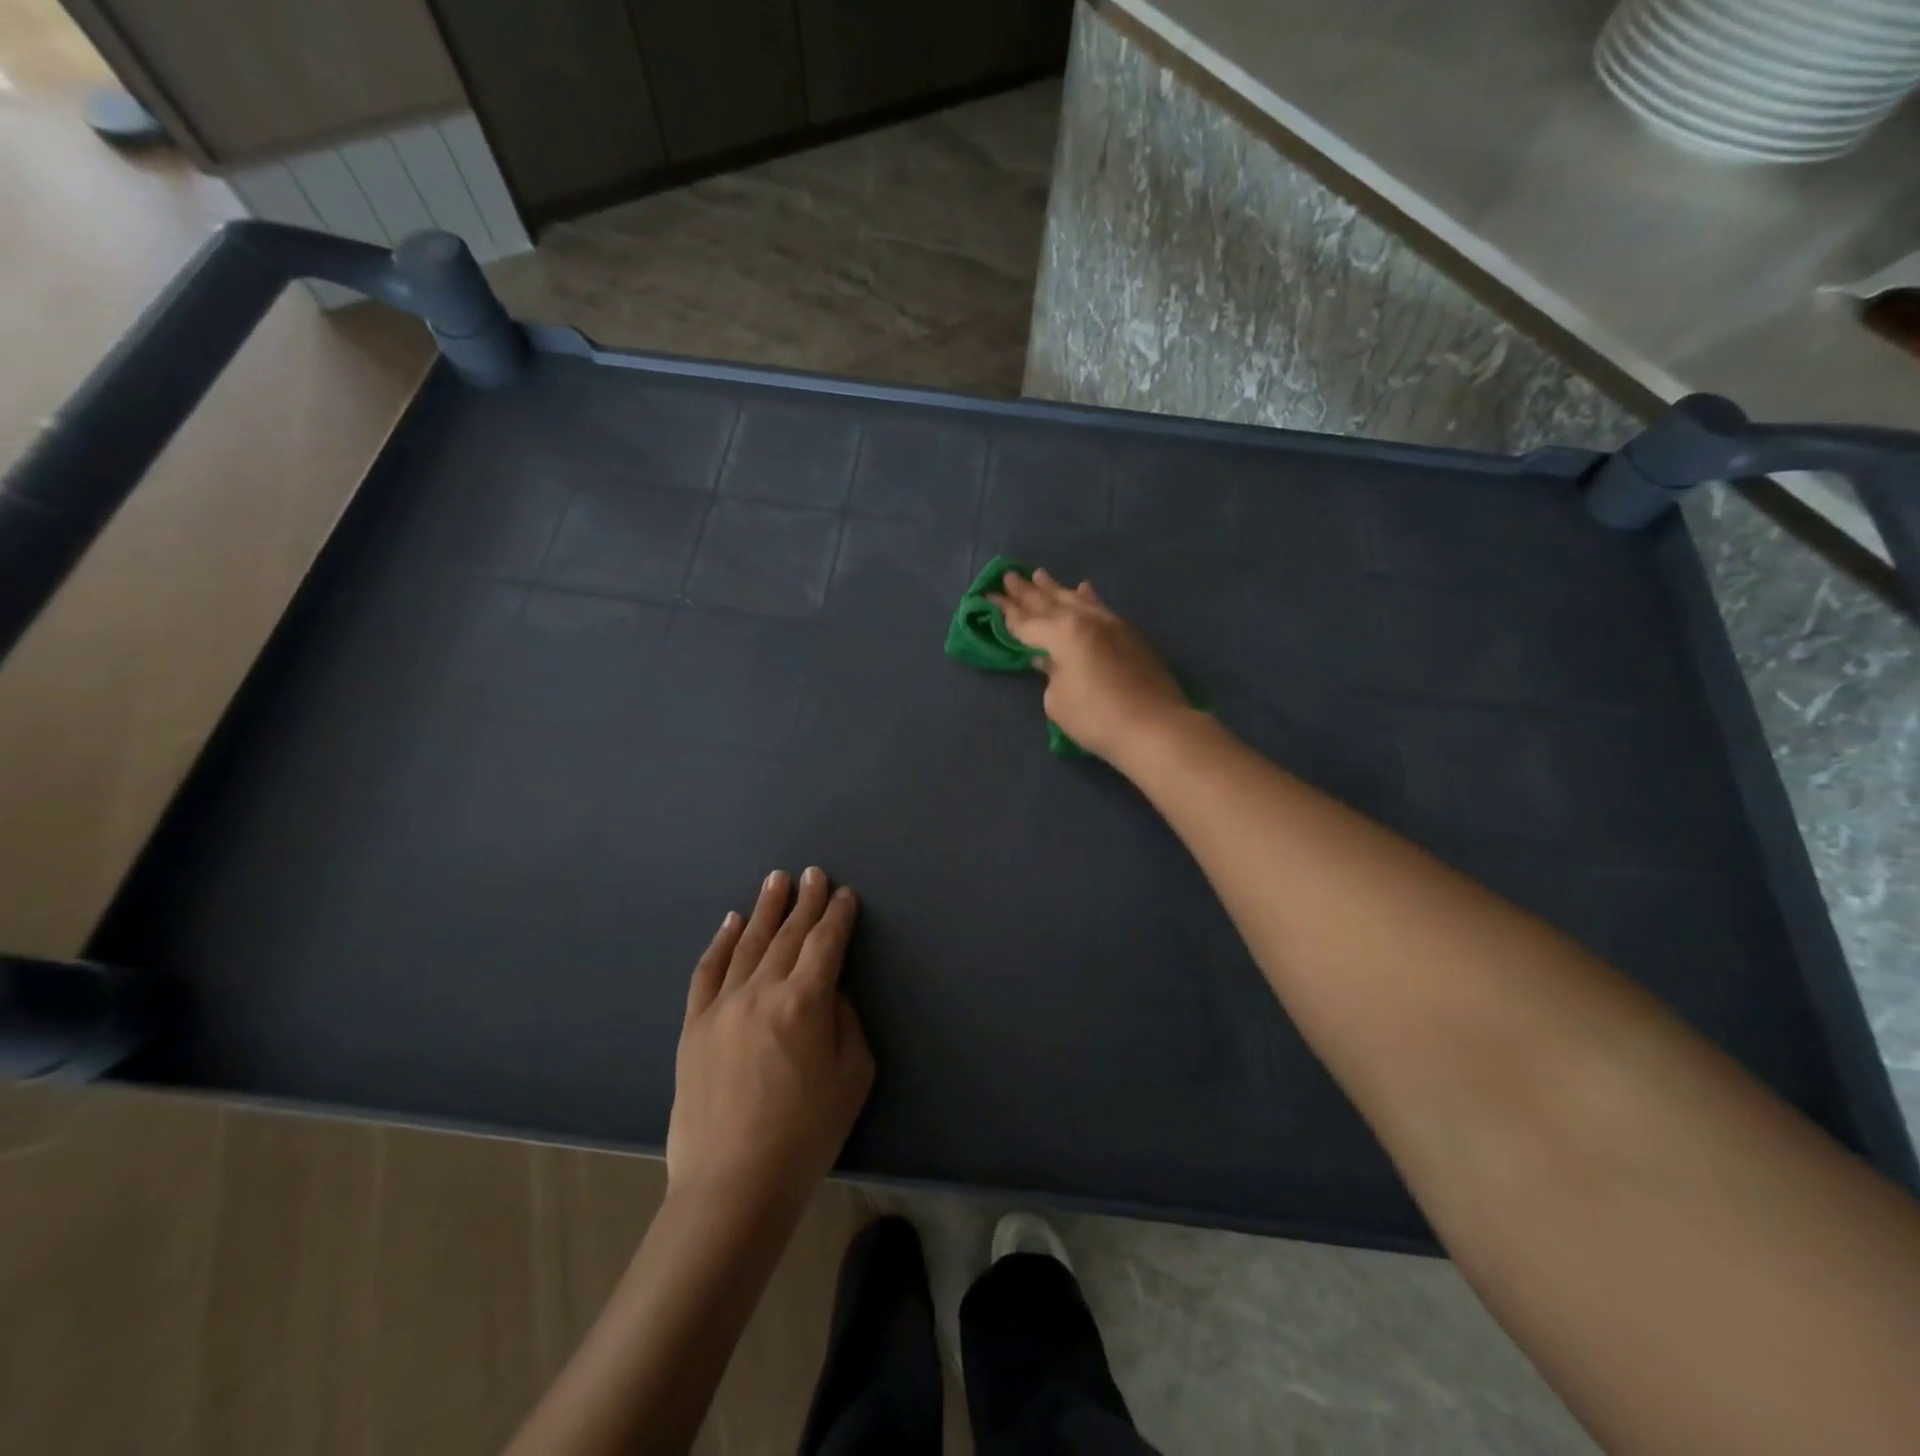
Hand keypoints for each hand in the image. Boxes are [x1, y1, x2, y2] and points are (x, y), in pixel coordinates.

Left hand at [667, 868, 873, 1217]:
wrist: (731, 1186)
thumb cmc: (805, 1136)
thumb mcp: (852, 1078)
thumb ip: (846, 1023)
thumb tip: (829, 993)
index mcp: (805, 1003)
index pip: (826, 944)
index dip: (837, 916)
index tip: (843, 894)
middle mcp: (761, 991)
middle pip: (788, 935)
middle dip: (805, 901)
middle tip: (813, 873)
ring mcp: (722, 1006)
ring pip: (748, 944)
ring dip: (765, 909)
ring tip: (776, 881)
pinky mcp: (693, 1026)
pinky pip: (708, 972)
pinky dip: (721, 942)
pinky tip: (731, 922)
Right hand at [988, 568, 1192, 763]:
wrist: (1155, 727)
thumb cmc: (1097, 718)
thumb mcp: (1058, 700)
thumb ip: (1049, 672)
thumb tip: (1049, 658)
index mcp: (1062, 634)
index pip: (1026, 622)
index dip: (1005, 612)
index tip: (988, 597)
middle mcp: (1085, 620)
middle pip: (1049, 604)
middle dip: (1026, 592)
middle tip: (1008, 576)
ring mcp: (1110, 624)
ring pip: (1076, 600)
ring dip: (1055, 588)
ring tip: (1038, 574)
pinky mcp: (1129, 634)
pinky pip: (1100, 606)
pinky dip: (1087, 597)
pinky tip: (1083, 588)